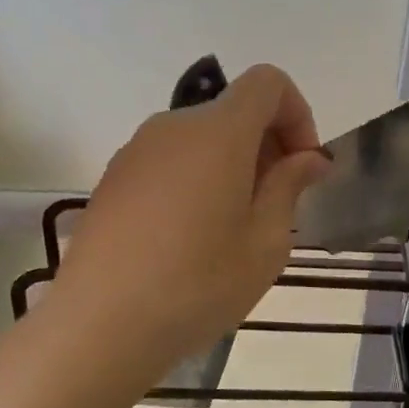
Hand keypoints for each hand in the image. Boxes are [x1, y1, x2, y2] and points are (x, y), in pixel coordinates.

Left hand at [55, 65, 330, 376]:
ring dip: (232, 165)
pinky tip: (191, 237)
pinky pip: (170, 161)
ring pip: (201, 139)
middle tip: (277, 206)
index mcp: (218, 132)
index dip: (297, 114)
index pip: (267, 82)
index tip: (301, 167)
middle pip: (234, 111)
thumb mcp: (266, 242)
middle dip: (267, 145)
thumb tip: (308, 157)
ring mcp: (136, 151)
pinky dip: (197, 180)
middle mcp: (173, 127)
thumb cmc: (198, 283)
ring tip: (234, 228)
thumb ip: (290, 186)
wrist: (100, 325)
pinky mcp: (113, 180)